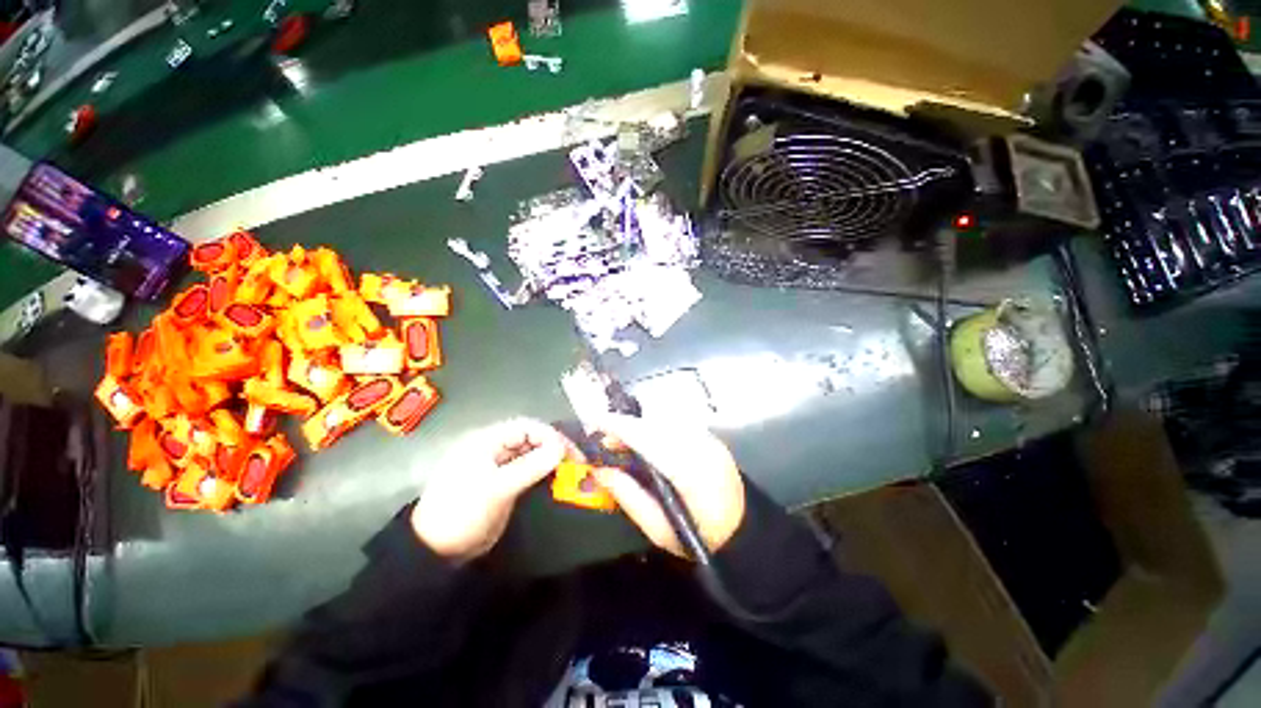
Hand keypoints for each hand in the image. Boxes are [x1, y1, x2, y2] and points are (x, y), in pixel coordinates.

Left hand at [411, 418, 567, 560]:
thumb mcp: (496, 489)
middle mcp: (495, 448)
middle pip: (532, 439)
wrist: (436, 551)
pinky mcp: (505, 484)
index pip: (526, 427)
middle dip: (554, 448)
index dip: (550, 435)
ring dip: (551, 462)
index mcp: (487, 441)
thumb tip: (561, 449)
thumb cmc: (462, 512)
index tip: (569, 452)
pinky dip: (544, 475)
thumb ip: (529, 467)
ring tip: (572, 473)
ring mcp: (500, 467)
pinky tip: (558, 483)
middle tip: (577, 464)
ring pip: (533, 455)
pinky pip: (530, 472)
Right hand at [592, 415, 744, 556]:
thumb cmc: (700, 538)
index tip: (593, 423)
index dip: (619, 426)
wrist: (745, 534)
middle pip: (654, 423)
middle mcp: (700, 446)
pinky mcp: (711, 438)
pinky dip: (656, 429)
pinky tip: (647, 443)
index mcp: (688, 470)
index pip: (647, 437)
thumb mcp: (658, 528)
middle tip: (604, 440)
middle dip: (625, 426)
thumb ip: (628, 495)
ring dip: (640, 426)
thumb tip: (599, 470)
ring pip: (665, 420)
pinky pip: (676, 425)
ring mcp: (709, 439)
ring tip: (623, 443)